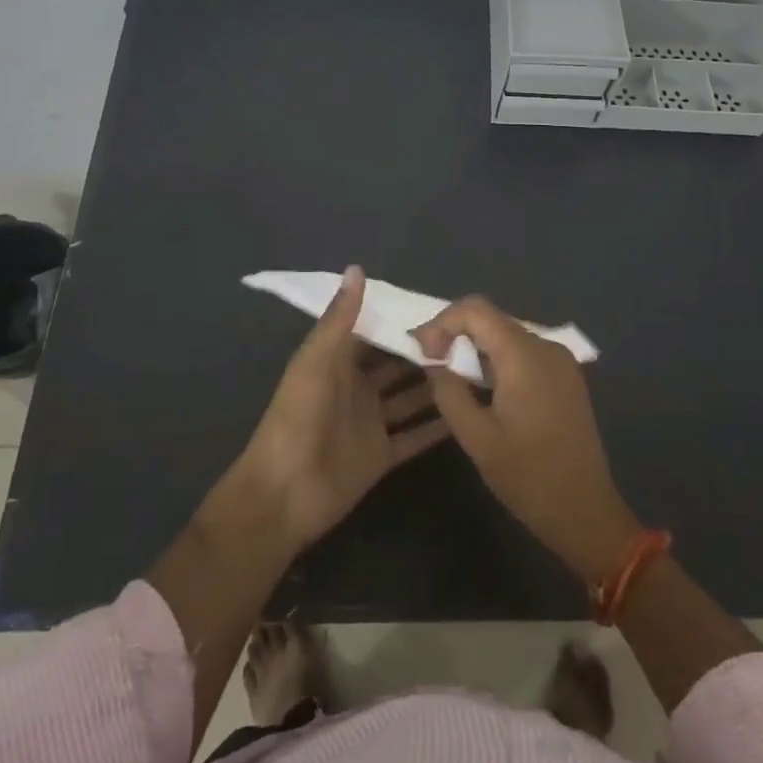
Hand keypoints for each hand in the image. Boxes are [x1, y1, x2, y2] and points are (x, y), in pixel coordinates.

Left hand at [237, 266, 450, 550]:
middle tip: (470, 337)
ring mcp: (371, 423)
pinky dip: (438, 426)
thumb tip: (358, 268)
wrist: (284, 494)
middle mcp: (357, 389)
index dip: (400, 319)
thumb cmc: (298, 418)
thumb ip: (340, 318)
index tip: (439, 304)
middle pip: (396, 365)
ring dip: (437, 386)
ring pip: (411, 398)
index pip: (373, 332)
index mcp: (337, 363)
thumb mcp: (317, 361)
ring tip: (477, 368)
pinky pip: (415, 437)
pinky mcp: (383, 455)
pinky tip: (470, 412)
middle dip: (426, 351)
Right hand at [415, 298, 642, 582]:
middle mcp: (546, 346)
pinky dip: (498, 361)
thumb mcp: (477, 437)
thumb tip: (434, 363)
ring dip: (476, 349)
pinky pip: (525, 353)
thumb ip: (449, 391)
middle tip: (431, 365)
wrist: (586, 512)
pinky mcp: (566, 378)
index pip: (476, 309)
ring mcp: (561, 361)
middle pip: (492, 319)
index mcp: (525, 355)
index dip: (442, 322)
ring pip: (507, 335)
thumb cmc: (528, 477)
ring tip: (453, 379)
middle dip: (456, 334)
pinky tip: (485, 390)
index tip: (424, 353)